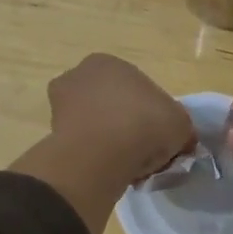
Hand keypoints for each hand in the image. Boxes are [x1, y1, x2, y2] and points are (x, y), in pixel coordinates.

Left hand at [46, 54, 194, 184]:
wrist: (101, 155)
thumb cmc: (144, 124)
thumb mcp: (180, 123)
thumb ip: (180, 127)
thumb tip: (181, 140)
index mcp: (108, 62)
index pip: (135, 87)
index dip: (151, 112)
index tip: (159, 134)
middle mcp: (78, 76)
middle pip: (111, 104)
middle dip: (125, 125)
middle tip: (144, 150)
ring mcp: (60, 105)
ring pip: (95, 125)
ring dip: (109, 141)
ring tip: (128, 165)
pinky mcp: (51, 135)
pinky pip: (84, 145)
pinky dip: (96, 157)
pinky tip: (111, 171)